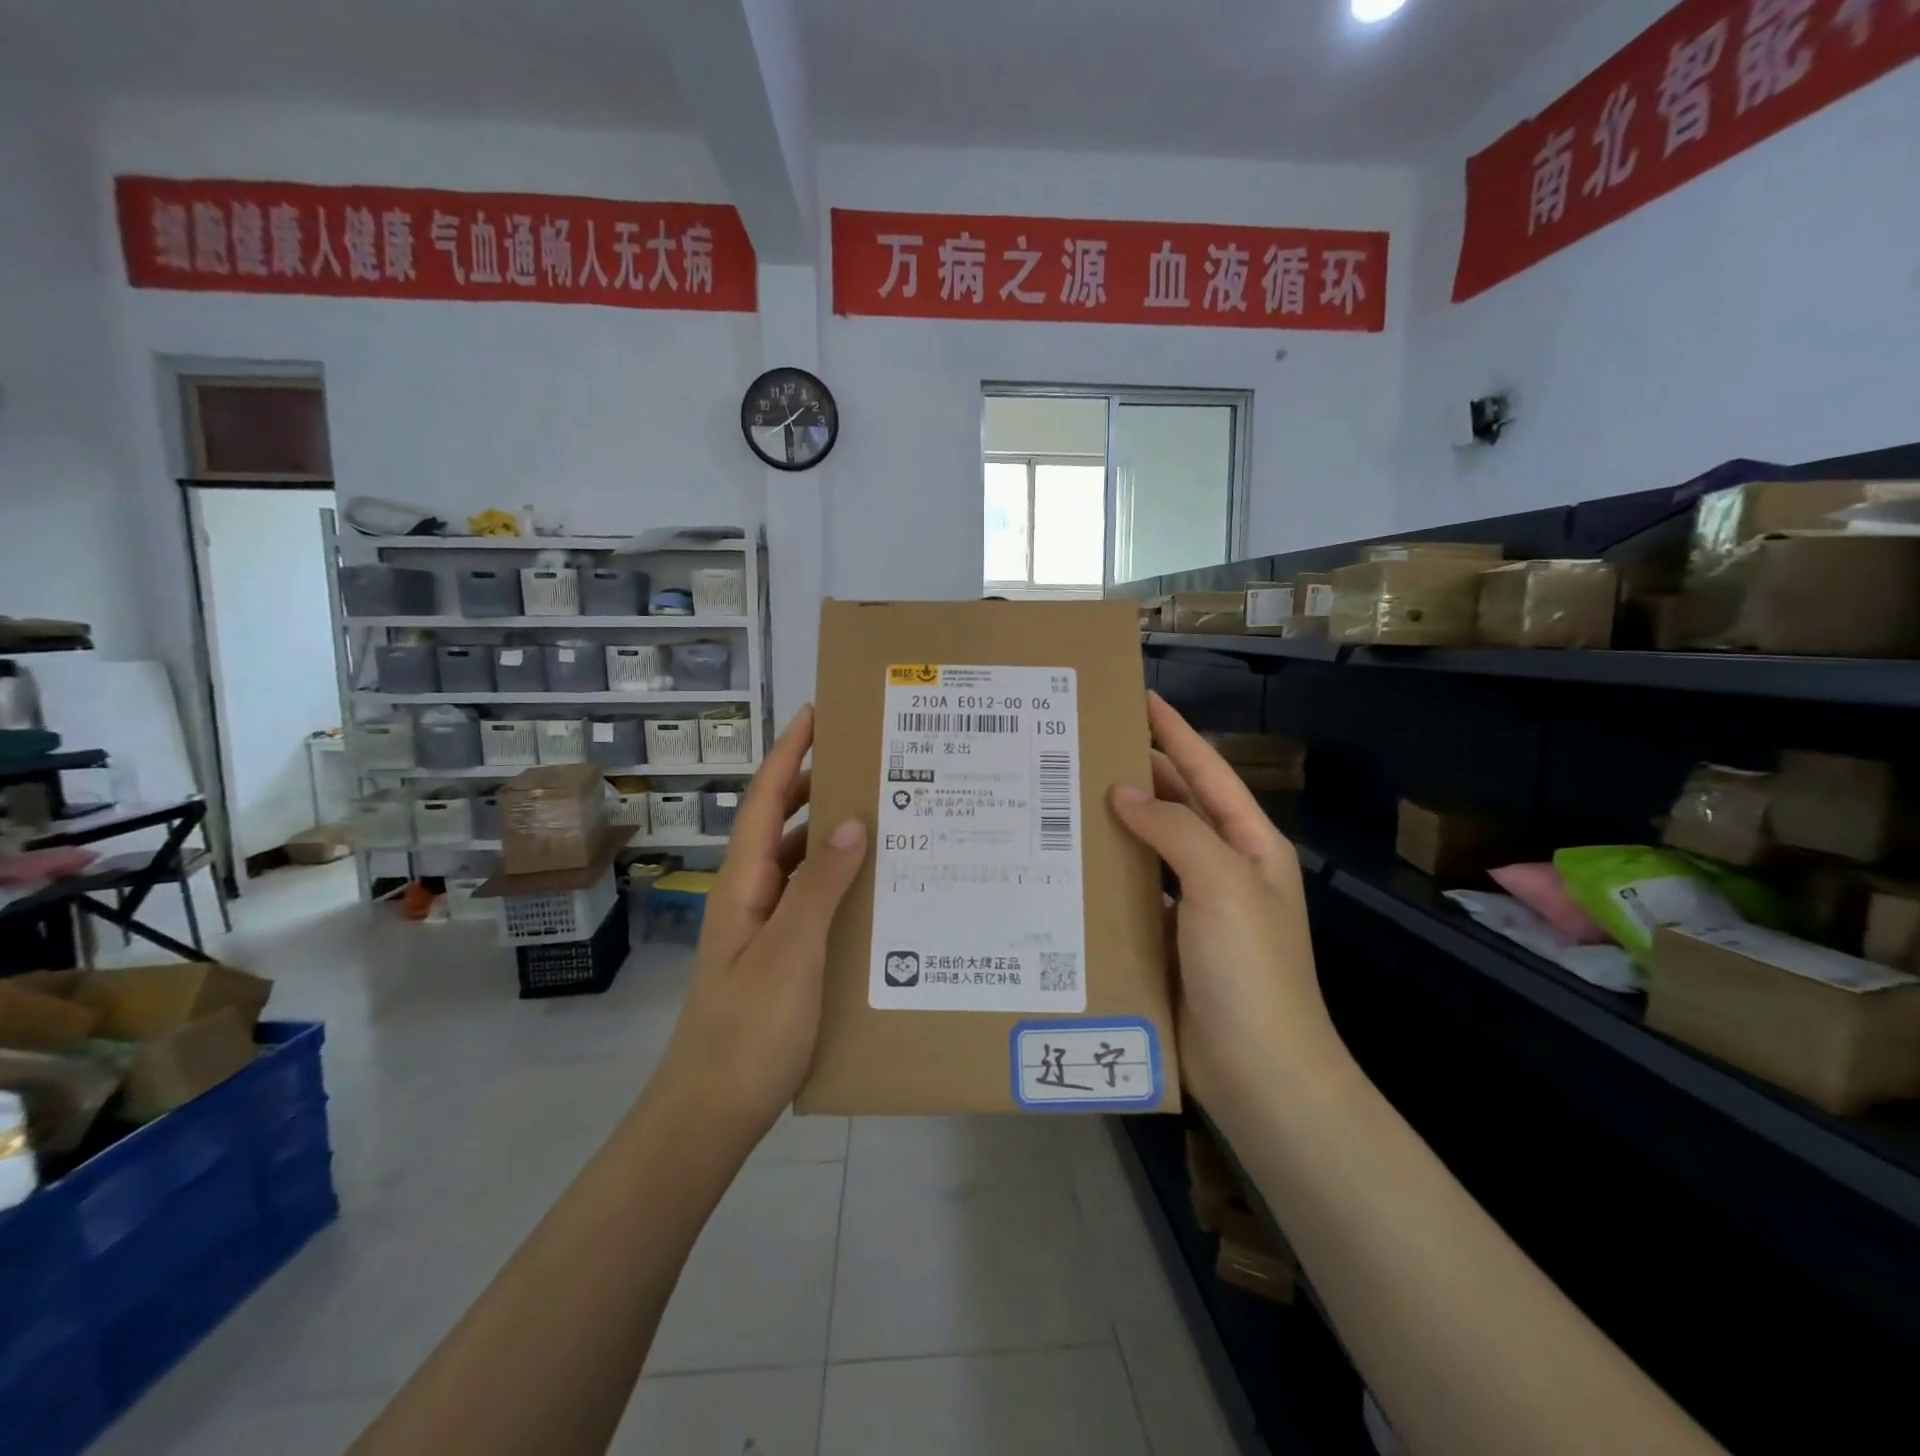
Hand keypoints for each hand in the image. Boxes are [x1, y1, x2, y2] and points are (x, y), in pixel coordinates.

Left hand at [654, 706, 866, 1137]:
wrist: (710, 1113)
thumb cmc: (748, 1030)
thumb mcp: (790, 952)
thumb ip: (820, 886)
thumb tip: (850, 820)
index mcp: (744, 882)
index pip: (766, 800)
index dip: (788, 753)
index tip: (817, 712)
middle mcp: (751, 894)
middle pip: (781, 822)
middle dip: (814, 783)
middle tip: (866, 760)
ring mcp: (763, 927)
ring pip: (798, 862)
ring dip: (830, 833)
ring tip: (880, 814)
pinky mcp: (779, 956)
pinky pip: (810, 899)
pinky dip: (837, 880)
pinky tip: (871, 888)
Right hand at [1109, 693, 1344, 1113]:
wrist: (1259, 1073)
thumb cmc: (1250, 969)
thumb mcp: (1223, 885)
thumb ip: (1175, 830)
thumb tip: (1123, 793)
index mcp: (1249, 845)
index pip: (1207, 771)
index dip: (1175, 732)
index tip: (1138, 697)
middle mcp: (1221, 868)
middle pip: (1175, 806)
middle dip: (1136, 774)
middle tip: (1080, 746)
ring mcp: (1193, 907)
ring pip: (1147, 849)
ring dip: (1113, 825)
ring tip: (1061, 797)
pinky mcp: (1164, 941)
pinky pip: (1131, 893)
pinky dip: (1105, 875)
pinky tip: (1067, 865)